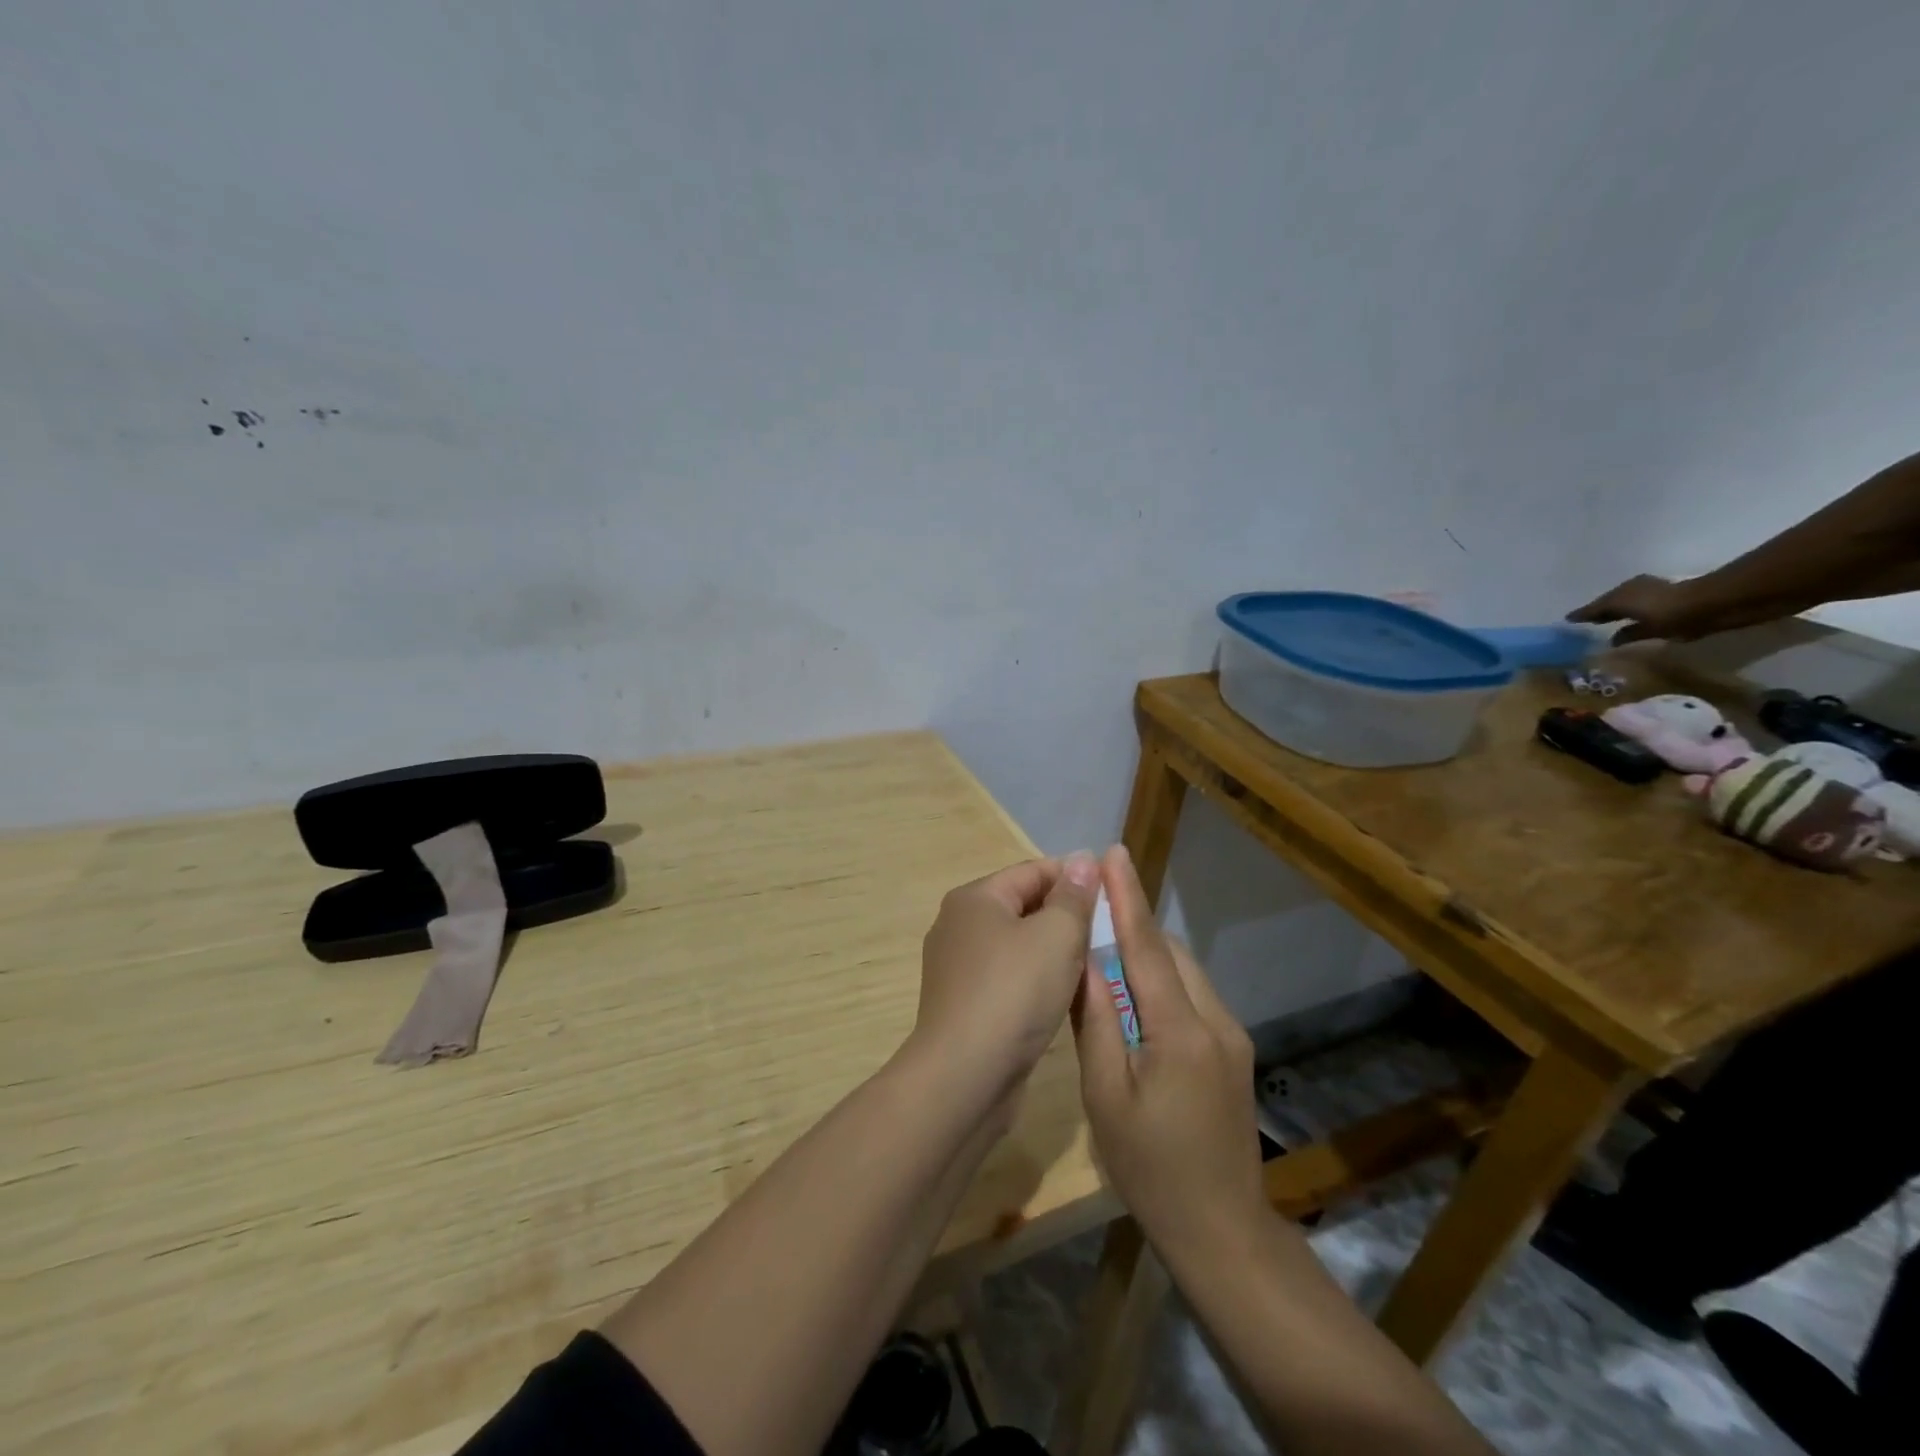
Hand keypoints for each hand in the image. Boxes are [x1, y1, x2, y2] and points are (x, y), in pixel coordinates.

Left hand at [908, 853, 1100, 1104]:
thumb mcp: (1056, 936)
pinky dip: (1035, 981)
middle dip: (1066, 916)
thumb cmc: (1013, 993)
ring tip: (1092, 966)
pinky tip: (1061, 998)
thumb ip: (1073, 896)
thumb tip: (1082, 859)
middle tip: (1107, 935)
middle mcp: (958, 925)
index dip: (1075, 878)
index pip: (1033, 871)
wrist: (964, 1076)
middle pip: (1023, 906)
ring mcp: (957, 967)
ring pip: (1018, 946)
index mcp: (975, 898)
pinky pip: (1008, 978)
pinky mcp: (964, 1004)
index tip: (1114, 897)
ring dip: (1053, 952)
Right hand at [1072, 845, 1264, 1251]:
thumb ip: (1094, 1022)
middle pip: (1169, 952)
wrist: (1223, 1230)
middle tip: (1092, 906)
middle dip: (1132, 923)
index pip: (1146, 946)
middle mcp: (1215, 1020)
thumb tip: (1083, 962)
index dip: (1127, 896)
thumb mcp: (1105, 1096)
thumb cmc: (1151, 1168)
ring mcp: (1231, 1036)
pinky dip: (1163, 981)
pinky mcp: (1234, 1052)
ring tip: (1105, 950)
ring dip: (1147, 953)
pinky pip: (1193, 996)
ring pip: (1184, 972)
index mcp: (1180, 1030)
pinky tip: (1135, 998)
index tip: (1112, 853)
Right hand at [1567, 574, 1725, 643]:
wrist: (1717, 602)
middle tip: (1585, 621)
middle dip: (1598, 611)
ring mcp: (1648, 589)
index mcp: (1619, 597)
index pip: (1594, 608)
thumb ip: (1628, 634)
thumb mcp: (1648, 629)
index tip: (1567, 621)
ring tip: (1606, 621)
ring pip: (1623, 601)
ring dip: (1615, 610)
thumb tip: (1612, 640)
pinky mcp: (1665, 593)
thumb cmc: (1674, 615)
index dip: (1581, 615)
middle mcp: (1629, 590)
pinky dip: (1631, 610)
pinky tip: (1631, 619)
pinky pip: (1637, 603)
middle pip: (1608, 602)